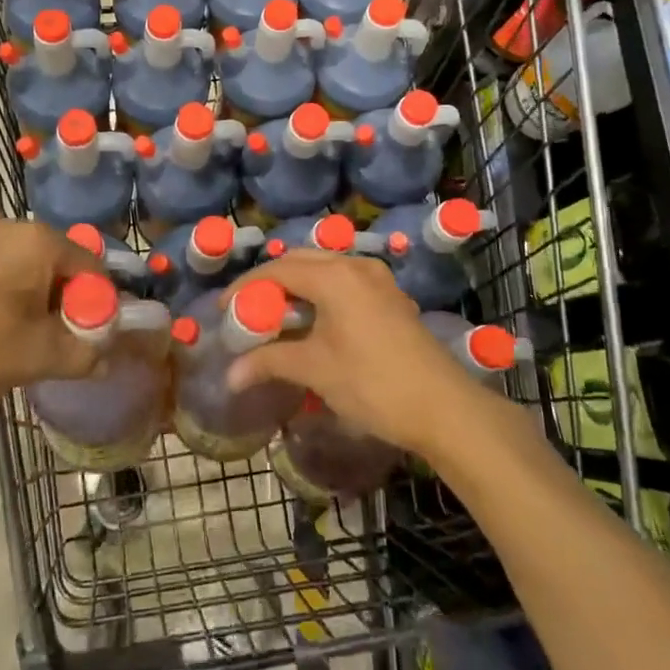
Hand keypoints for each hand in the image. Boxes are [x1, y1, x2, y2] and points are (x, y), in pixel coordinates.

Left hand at [0, 217, 102, 432]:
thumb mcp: (38, 358)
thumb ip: (85, 353)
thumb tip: (107, 356)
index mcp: (37, 239)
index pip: (90, 265)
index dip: (98, 304)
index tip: (89, 338)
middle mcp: (10, 224)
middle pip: (60, 261)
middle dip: (66, 300)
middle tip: (58, 341)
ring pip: (30, 264)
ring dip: (38, 297)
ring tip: (25, 338)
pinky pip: (2, 265)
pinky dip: (11, 290)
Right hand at [224, 249, 495, 458]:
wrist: (444, 407)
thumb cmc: (373, 384)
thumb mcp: (315, 370)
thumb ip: (269, 362)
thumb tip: (230, 375)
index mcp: (334, 275)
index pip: (278, 269)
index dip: (246, 286)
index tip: (225, 309)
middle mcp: (356, 266)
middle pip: (301, 261)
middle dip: (271, 282)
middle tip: (249, 310)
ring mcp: (378, 280)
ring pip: (326, 269)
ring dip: (298, 286)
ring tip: (277, 316)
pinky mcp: (391, 297)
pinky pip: (345, 282)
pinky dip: (321, 293)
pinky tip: (315, 322)